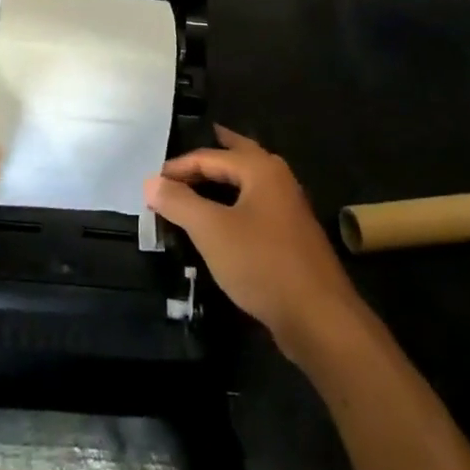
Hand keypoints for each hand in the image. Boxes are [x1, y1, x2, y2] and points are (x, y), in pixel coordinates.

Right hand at [145, 125, 364, 360]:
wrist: (318, 317)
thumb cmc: (261, 263)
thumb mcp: (211, 230)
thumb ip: (179, 202)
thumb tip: (150, 182)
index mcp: (261, 169)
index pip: (209, 156)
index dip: (178, 167)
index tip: (152, 182)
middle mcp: (278, 179)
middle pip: (239, 156)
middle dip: (213, 152)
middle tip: (187, 152)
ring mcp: (289, 208)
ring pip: (249, 181)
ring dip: (224, 178)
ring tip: (200, 180)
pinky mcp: (291, 236)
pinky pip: (255, 205)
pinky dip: (235, 202)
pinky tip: (225, 218)